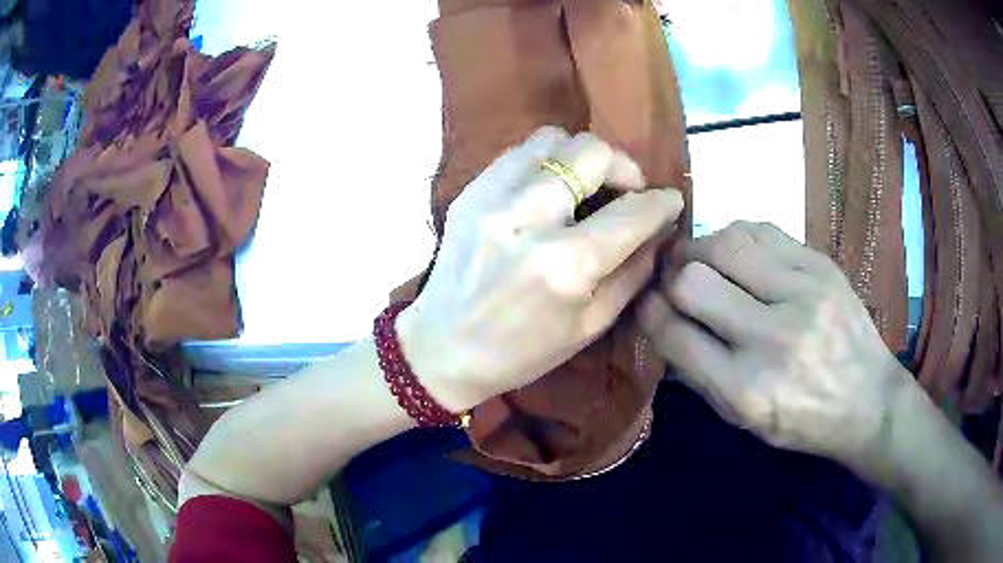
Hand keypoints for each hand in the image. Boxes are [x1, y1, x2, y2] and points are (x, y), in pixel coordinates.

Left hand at [399, 127, 683, 411]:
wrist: (440, 349)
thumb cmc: (521, 352)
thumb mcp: (590, 326)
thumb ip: (634, 272)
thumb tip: (659, 231)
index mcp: (566, 266)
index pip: (632, 213)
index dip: (662, 202)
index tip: (670, 200)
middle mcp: (529, 219)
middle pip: (592, 152)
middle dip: (623, 167)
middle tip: (626, 191)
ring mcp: (491, 198)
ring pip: (554, 139)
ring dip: (582, 158)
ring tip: (586, 186)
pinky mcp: (469, 191)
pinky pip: (520, 152)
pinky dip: (546, 162)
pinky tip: (550, 190)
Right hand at [639, 221, 905, 470]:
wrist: (868, 400)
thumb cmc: (802, 420)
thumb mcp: (743, 420)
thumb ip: (697, 373)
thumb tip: (659, 322)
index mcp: (746, 389)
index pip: (674, 334)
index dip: (649, 312)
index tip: (645, 303)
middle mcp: (773, 338)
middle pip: (693, 281)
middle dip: (670, 276)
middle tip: (671, 278)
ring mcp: (803, 294)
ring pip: (725, 242)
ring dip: (702, 249)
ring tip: (704, 260)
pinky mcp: (821, 265)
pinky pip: (761, 230)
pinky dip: (737, 237)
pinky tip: (738, 251)